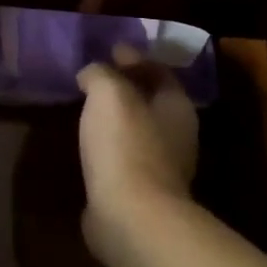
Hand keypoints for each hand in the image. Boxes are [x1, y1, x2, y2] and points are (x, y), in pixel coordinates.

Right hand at [76, 45, 199, 256]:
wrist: (131, 217)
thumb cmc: (125, 146)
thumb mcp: (109, 94)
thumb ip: (101, 74)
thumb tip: (92, 72)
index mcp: (177, 107)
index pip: (160, 72)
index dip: (135, 58)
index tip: (110, 50)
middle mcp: (177, 136)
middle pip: (152, 101)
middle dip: (128, 87)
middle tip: (97, 77)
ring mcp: (162, 168)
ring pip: (138, 130)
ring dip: (117, 118)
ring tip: (88, 108)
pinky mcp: (142, 193)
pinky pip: (124, 156)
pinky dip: (109, 144)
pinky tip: (90, 143)